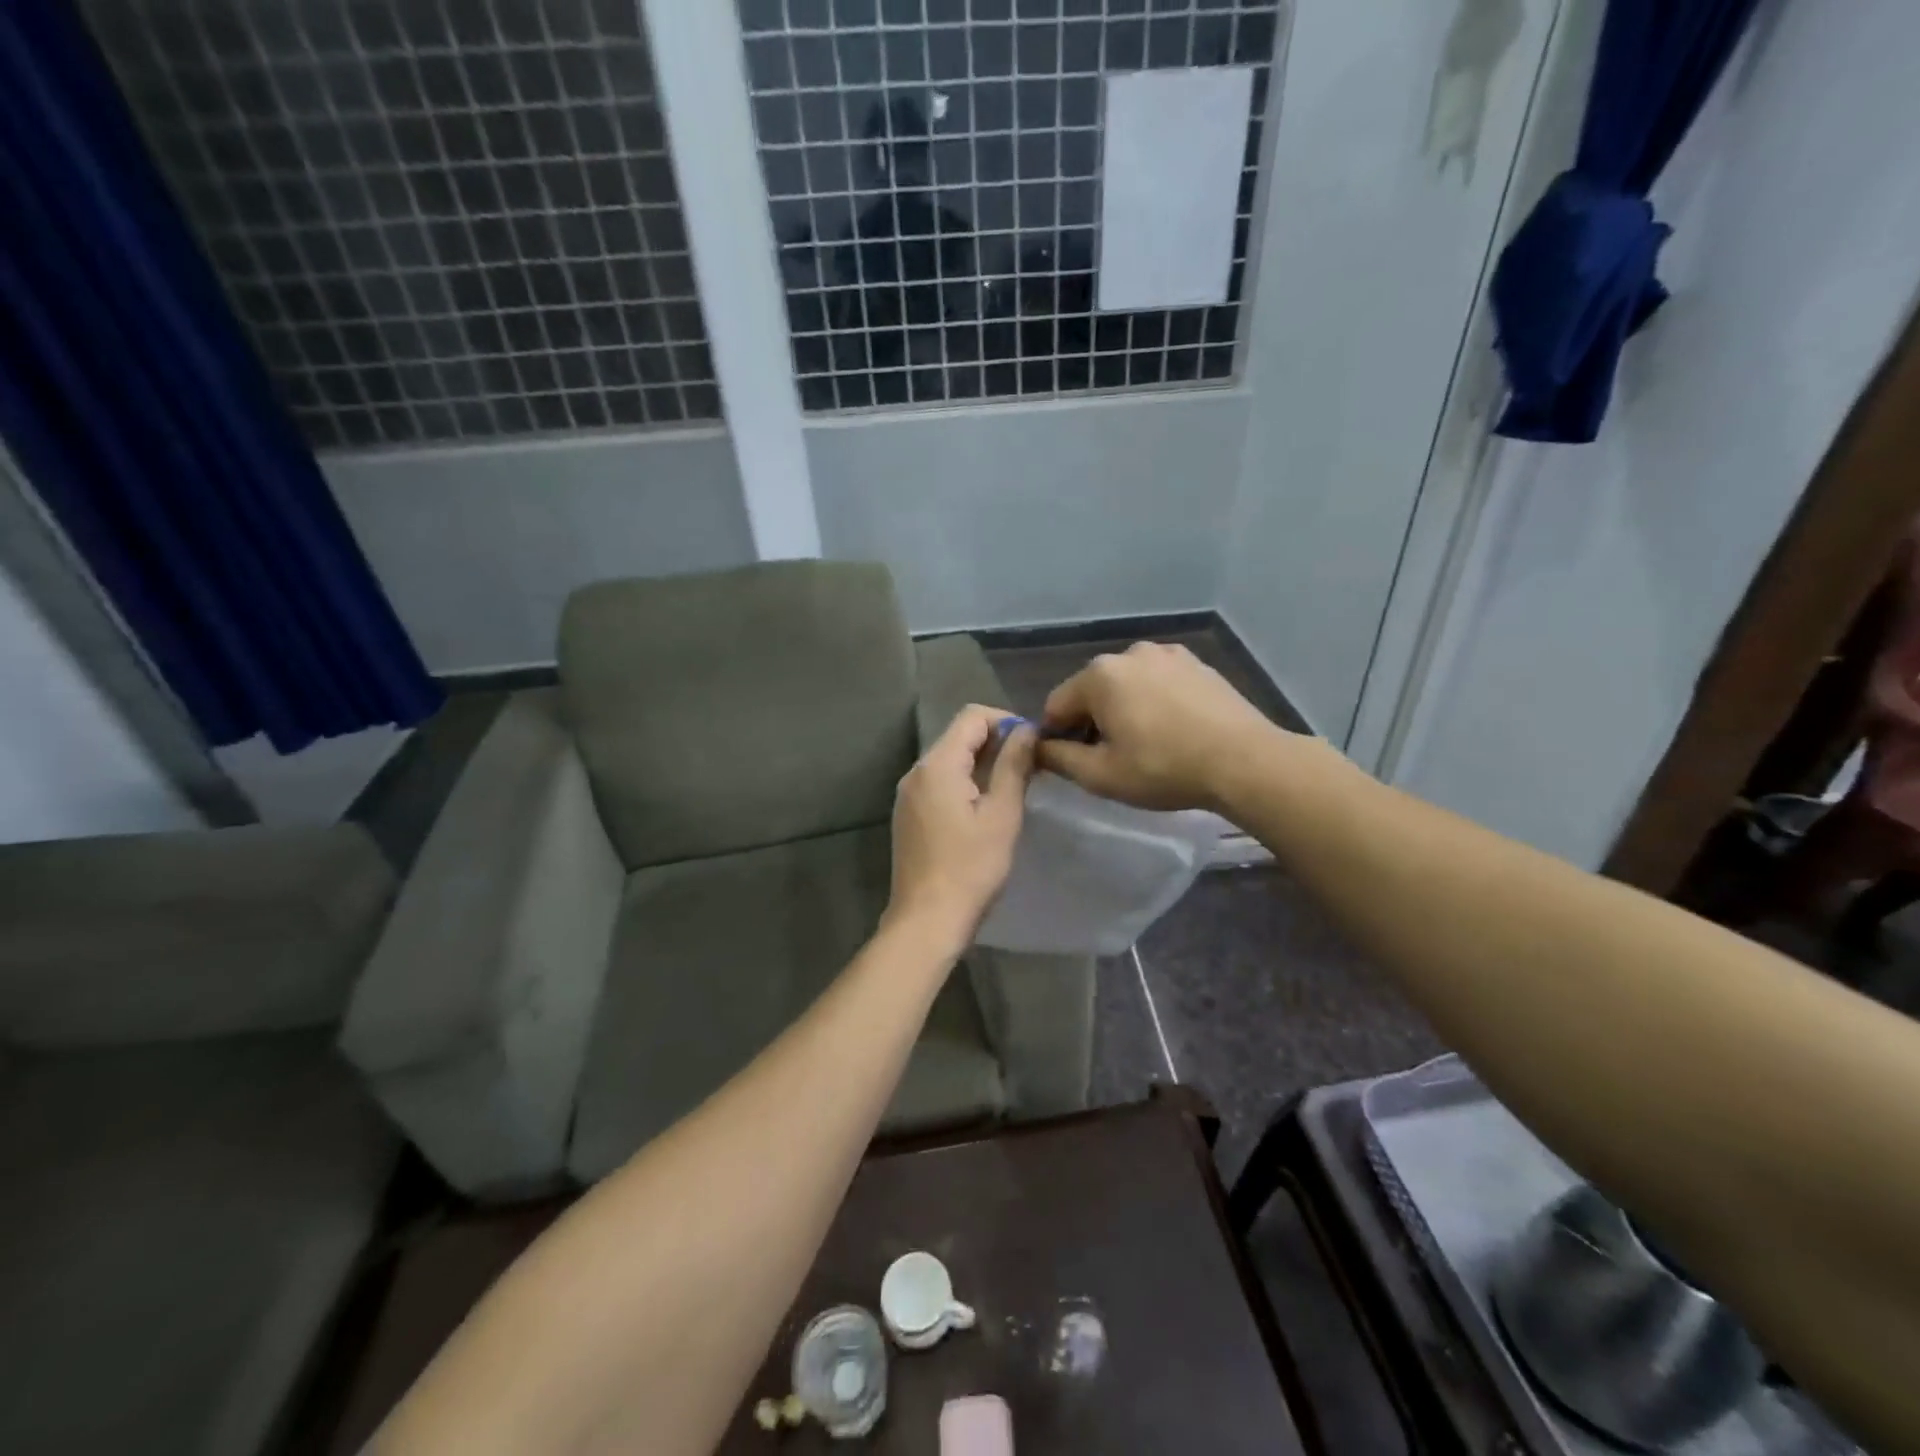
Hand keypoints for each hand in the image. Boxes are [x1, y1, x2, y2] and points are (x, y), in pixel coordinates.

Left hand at [886, 704, 1035, 950]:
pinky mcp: (908, 815)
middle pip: (958, 736)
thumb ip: (1013, 765)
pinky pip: (939, 783)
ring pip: (950, 761)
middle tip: (1029, 768)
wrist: (927, 920)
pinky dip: (964, 783)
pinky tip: (984, 810)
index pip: (972, 716)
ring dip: (981, 765)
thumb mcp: (1002, 814)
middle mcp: (916, 771)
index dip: (1006, 721)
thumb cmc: (971, 867)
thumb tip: (1027, 729)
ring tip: (1012, 789)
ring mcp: (908, 794)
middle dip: (996, 743)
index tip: (1032, 746)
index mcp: (937, 765)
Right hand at [1039, 642, 1279, 811]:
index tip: (1071, 763)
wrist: (1244, 761)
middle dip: (1092, 721)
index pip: (1057, 705)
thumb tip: (1037, 748)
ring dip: (1124, 710)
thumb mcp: (1101, 775)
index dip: (1057, 736)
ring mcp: (1167, 654)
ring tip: (1145, 745)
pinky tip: (1172, 730)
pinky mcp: (1197, 664)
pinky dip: (1154, 702)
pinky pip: (1158, 682)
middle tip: (1110, 759)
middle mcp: (1129, 653)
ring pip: (1127, 685)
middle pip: (1092, 691)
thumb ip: (1058, 758)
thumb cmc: (1163, 768)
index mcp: (1099, 675)